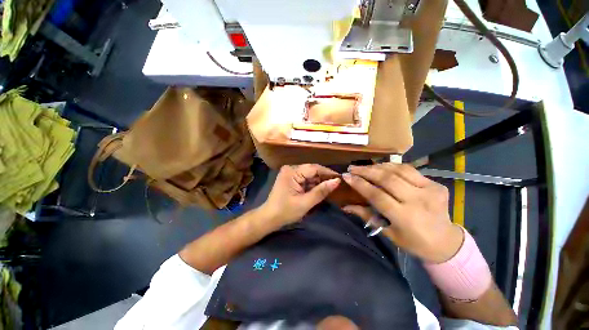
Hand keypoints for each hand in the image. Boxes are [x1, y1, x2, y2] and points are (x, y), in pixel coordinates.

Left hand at [260, 164, 340, 227]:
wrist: (269, 218)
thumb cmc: (286, 212)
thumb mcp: (305, 203)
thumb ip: (321, 191)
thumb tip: (337, 181)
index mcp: (292, 172)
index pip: (314, 168)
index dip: (327, 172)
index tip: (340, 178)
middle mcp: (290, 169)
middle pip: (311, 170)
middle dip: (323, 178)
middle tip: (336, 185)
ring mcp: (289, 173)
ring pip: (309, 174)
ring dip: (318, 182)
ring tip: (329, 188)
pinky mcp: (290, 178)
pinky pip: (304, 178)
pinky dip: (312, 184)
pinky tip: (319, 190)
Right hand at [342, 163, 462, 262]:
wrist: (447, 242)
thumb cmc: (414, 242)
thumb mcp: (388, 233)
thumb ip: (366, 215)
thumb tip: (345, 206)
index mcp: (405, 217)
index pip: (377, 195)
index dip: (359, 184)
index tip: (346, 176)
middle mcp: (418, 201)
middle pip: (387, 179)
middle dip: (366, 171)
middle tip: (352, 167)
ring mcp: (430, 190)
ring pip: (398, 170)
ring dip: (378, 166)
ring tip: (364, 166)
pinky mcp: (436, 184)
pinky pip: (409, 170)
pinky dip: (392, 166)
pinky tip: (381, 166)